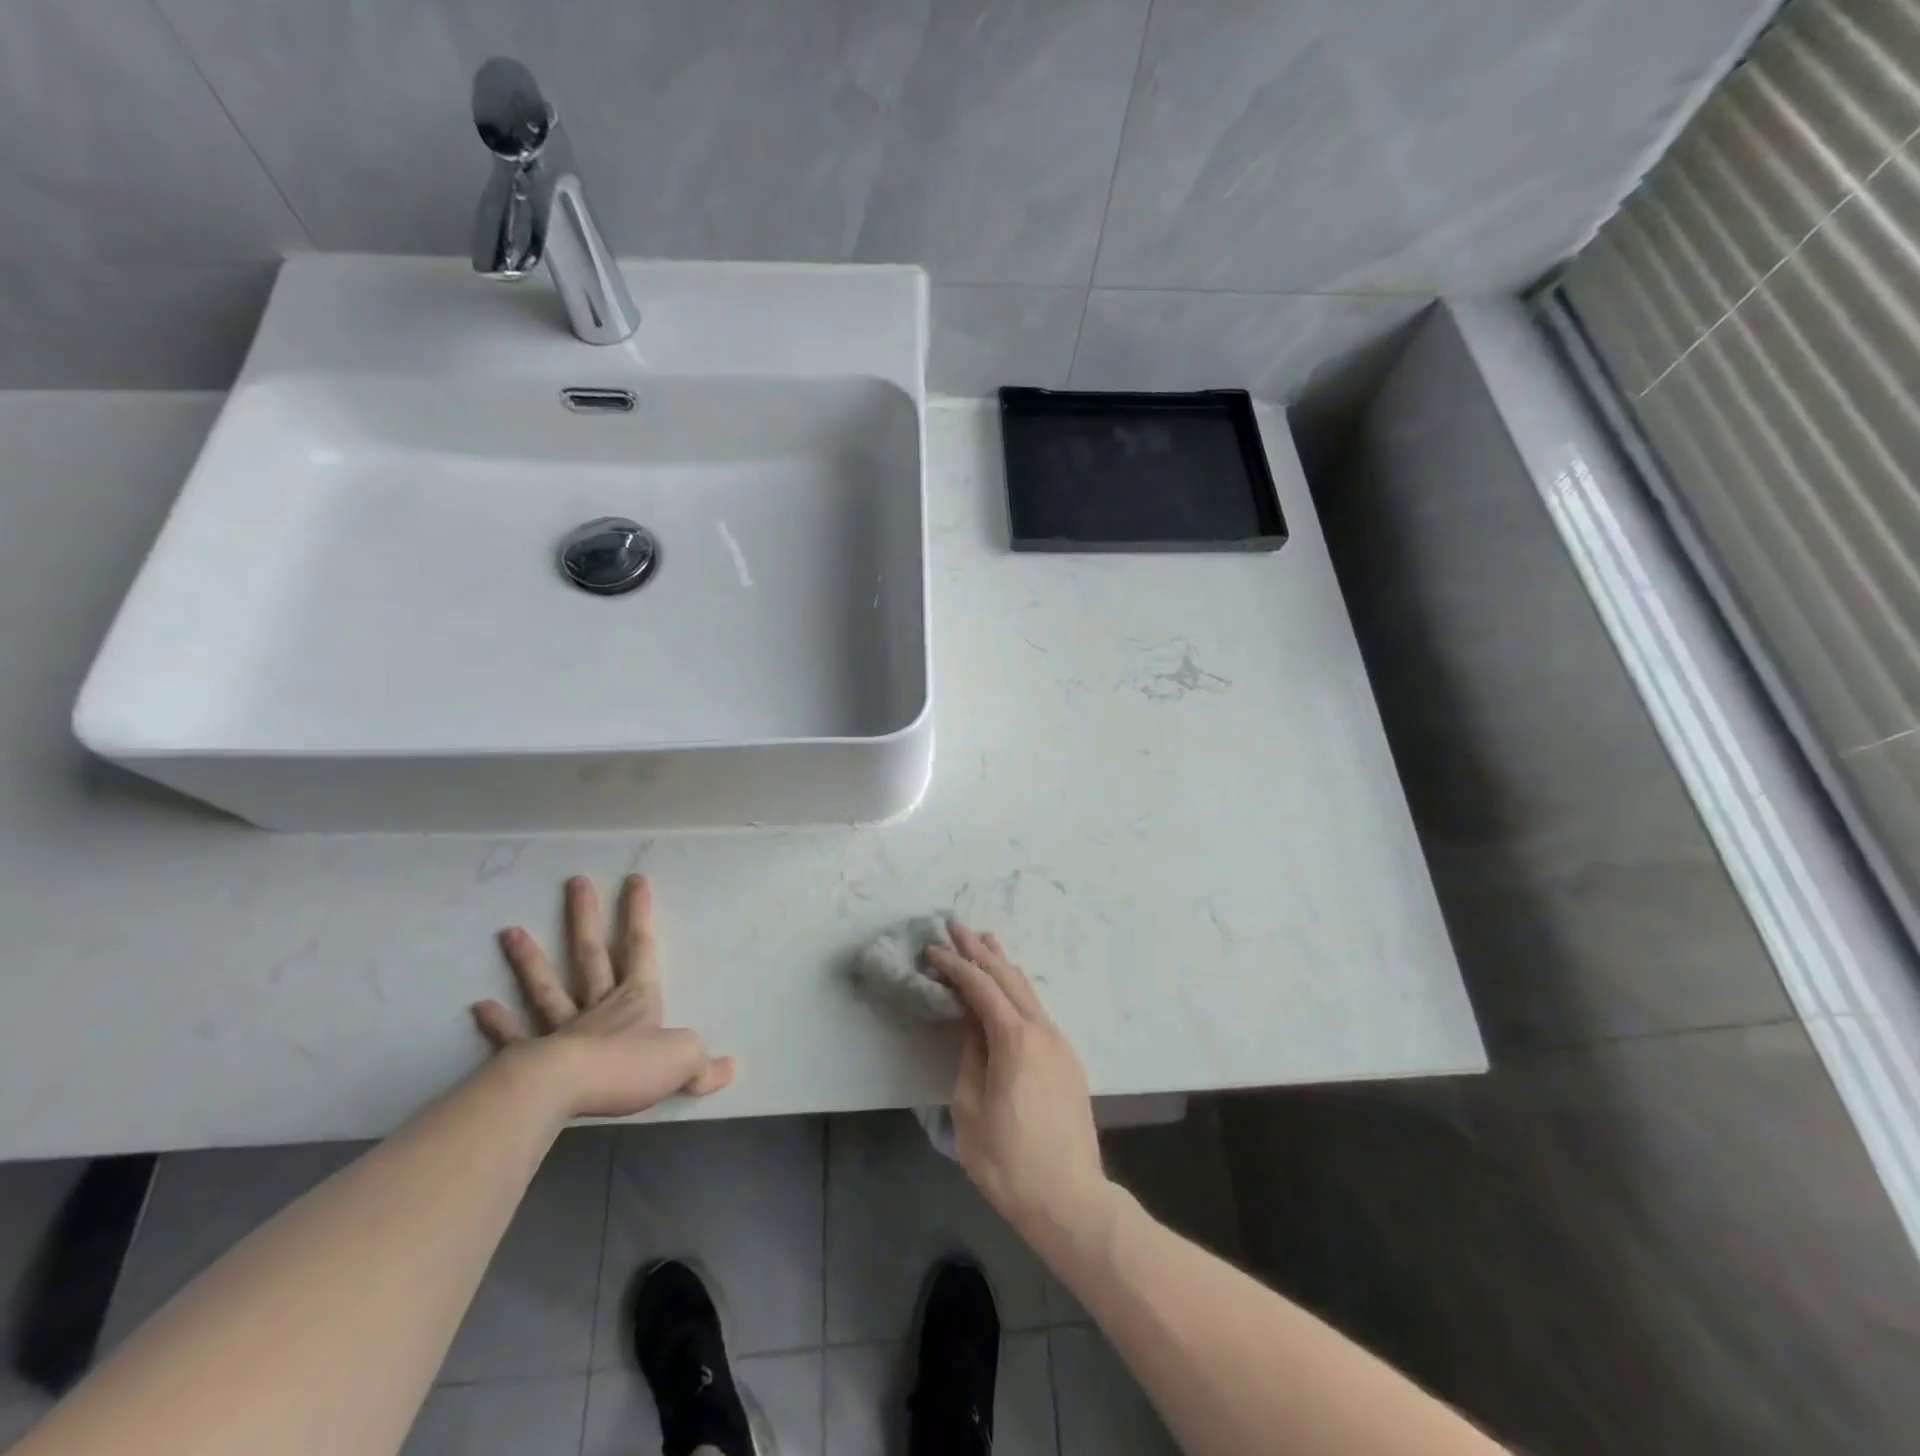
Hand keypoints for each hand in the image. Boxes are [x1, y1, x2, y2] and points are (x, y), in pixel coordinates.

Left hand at [472, 874, 734, 1118]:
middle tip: (576, 882)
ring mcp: (562, 1030)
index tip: (634, 879)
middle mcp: (599, 1006)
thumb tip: (730, 1068)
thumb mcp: (683, 1061)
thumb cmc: (628, 1066)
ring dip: (531, 961)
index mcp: (636, 1000)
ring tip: (509, 932)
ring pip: (548, 988)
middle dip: (587, 918)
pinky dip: (498, 1023)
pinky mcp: (531, 1058)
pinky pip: (514, 1037)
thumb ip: (704, 1064)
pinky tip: (480, 1006)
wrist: (566, 1090)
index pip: (641, 948)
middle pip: (592, 955)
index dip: (639, 914)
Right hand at [925, 923, 1115, 1259]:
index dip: (955, 966)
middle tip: (956, 926)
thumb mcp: (970, 1110)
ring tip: (985, 942)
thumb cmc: (1009, 1161)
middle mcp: (1042, 1030)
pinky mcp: (1067, 1061)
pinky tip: (1010, 988)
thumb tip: (972, 1024)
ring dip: (1003, 965)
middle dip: (980, 951)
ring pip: (1028, 991)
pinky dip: (1017, 989)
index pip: (980, 987)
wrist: (1070, 1200)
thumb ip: (970, 1057)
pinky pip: (1037, 1010)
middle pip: (1008, 978)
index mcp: (1015, 1039)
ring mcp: (1059, 1044)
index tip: (932, 950)